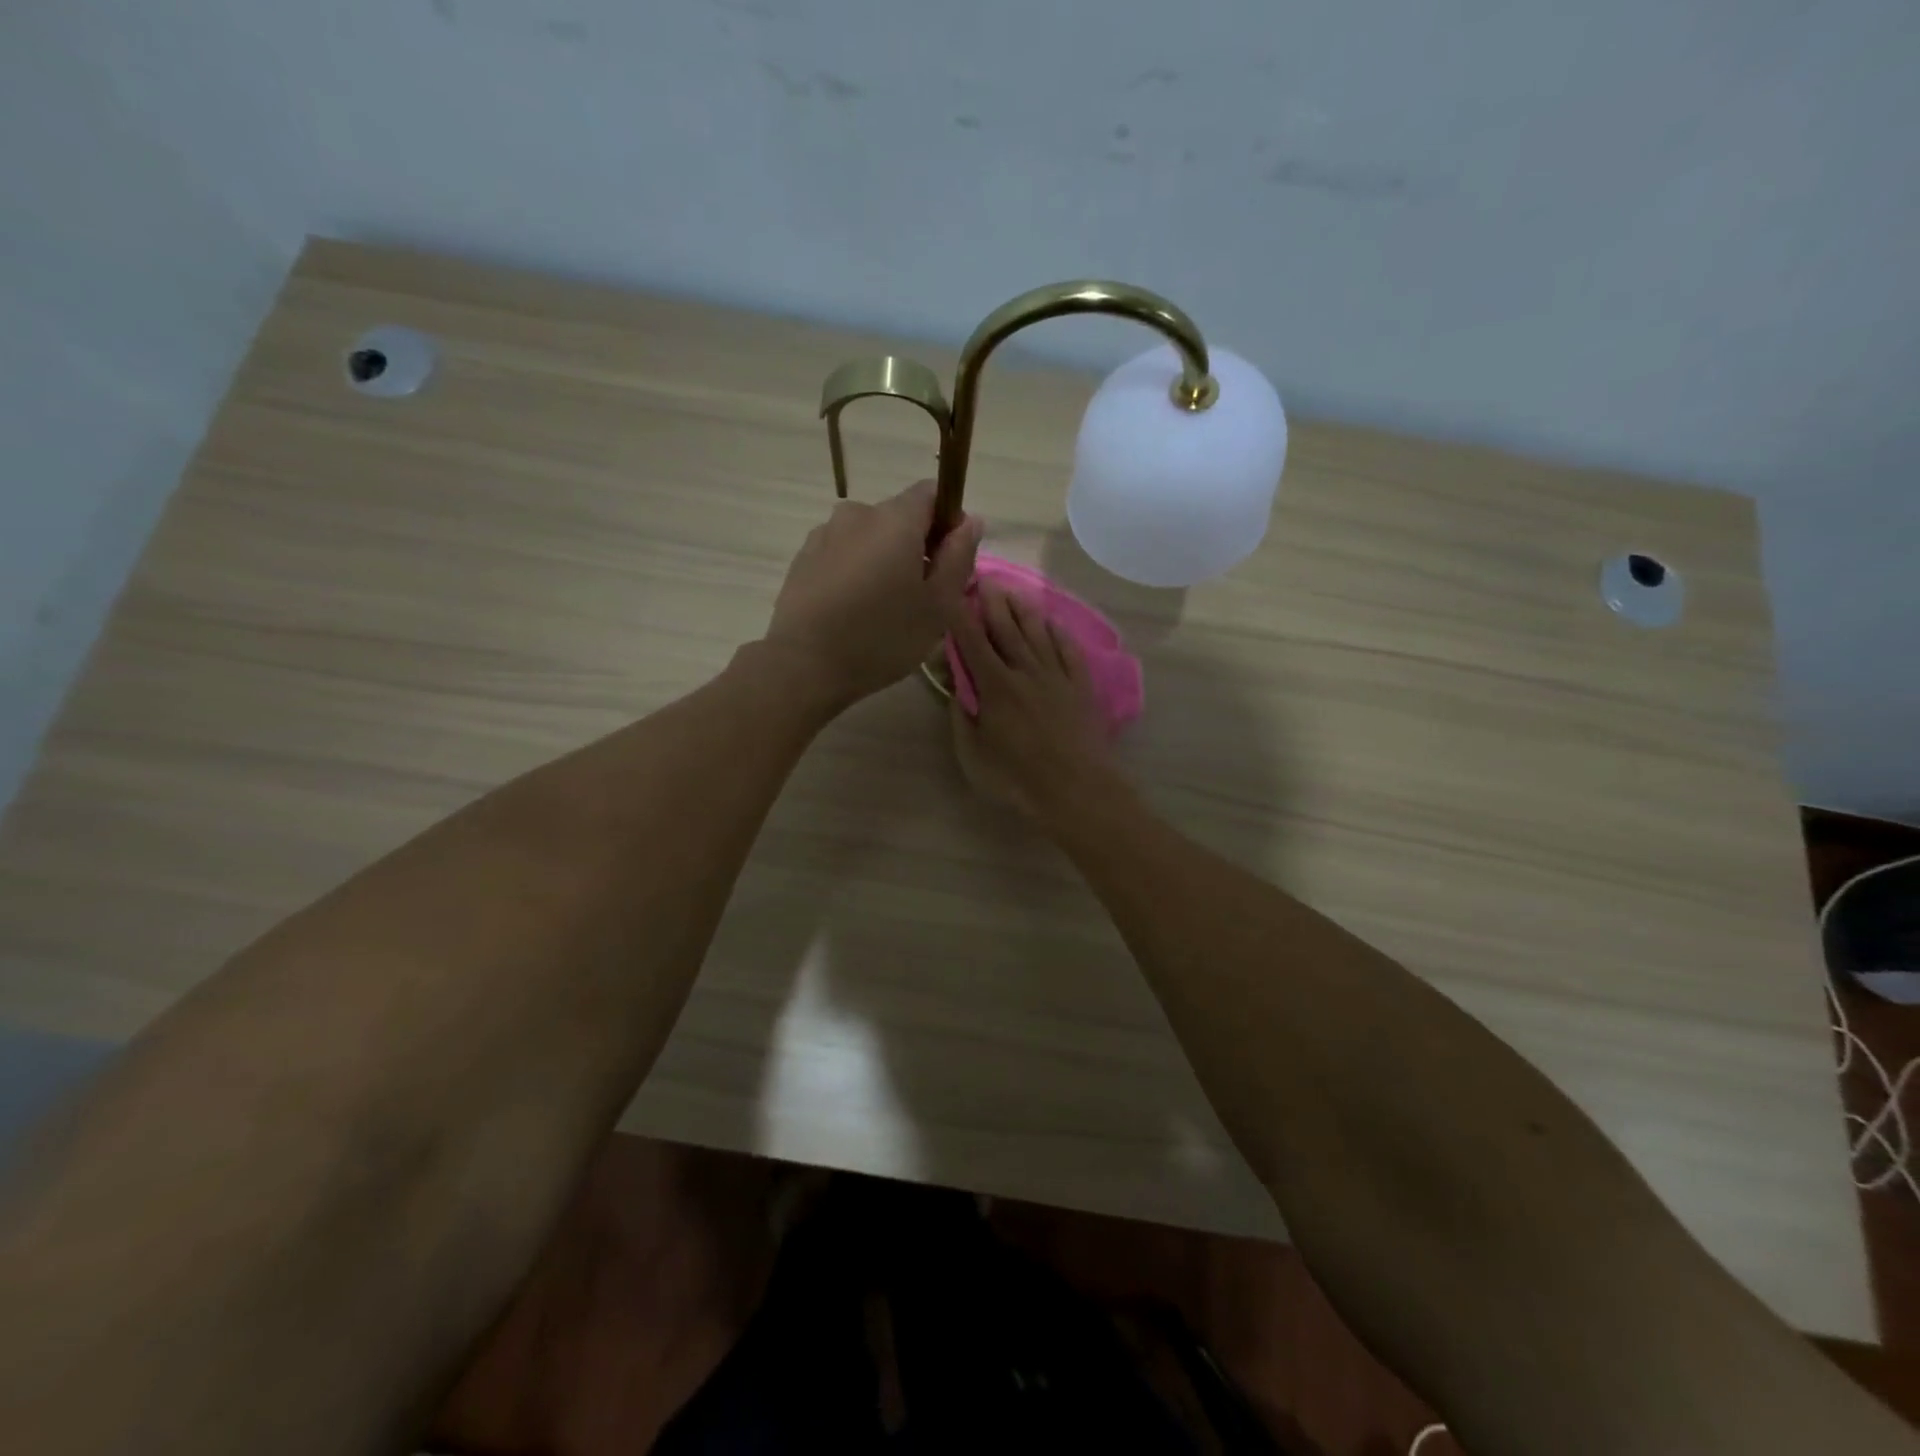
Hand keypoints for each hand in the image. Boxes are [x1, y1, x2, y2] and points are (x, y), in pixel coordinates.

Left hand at [762, 480, 981, 707]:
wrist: (804, 665)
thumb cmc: (882, 636)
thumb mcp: (938, 605)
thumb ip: (959, 557)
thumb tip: (970, 521)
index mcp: (895, 519)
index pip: (932, 493)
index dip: (949, 520)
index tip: (950, 561)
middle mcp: (857, 513)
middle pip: (900, 517)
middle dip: (917, 546)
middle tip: (922, 596)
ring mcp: (824, 534)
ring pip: (869, 537)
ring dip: (884, 560)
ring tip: (884, 607)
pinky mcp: (803, 558)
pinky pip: (843, 554)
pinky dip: (856, 571)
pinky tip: (854, 610)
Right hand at [947, 587, 1116, 818]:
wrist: (1076, 788)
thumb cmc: (1017, 778)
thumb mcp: (973, 755)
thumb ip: (961, 719)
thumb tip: (956, 691)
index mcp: (995, 686)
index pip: (972, 642)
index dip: (959, 615)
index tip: (952, 591)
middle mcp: (1025, 671)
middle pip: (1007, 629)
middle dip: (993, 602)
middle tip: (986, 579)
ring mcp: (1057, 677)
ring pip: (1038, 634)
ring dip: (1024, 611)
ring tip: (1014, 593)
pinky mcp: (1081, 687)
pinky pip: (1069, 652)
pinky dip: (1060, 634)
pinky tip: (1054, 624)